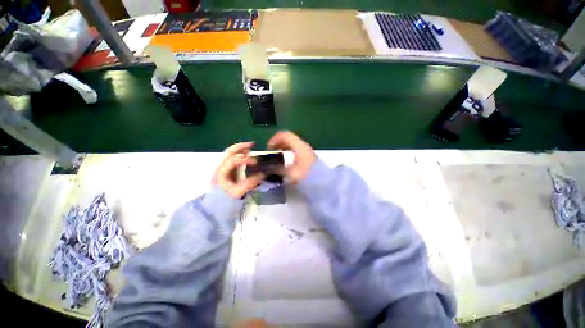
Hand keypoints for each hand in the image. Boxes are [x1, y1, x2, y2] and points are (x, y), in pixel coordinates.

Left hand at [214, 142, 263, 198]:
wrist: (217, 204)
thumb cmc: (226, 198)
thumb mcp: (238, 192)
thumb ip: (250, 183)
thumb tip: (262, 174)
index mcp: (222, 171)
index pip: (233, 160)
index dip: (245, 159)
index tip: (255, 162)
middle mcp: (222, 166)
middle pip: (230, 152)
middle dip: (241, 147)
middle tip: (252, 144)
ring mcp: (224, 167)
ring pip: (231, 153)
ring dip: (241, 149)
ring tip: (251, 148)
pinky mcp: (228, 169)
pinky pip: (234, 158)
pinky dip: (241, 154)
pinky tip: (248, 155)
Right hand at [267, 131, 315, 182]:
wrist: (323, 182)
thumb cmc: (307, 176)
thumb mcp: (290, 173)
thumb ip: (277, 169)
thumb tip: (266, 168)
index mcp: (299, 146)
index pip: (284, 135)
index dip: (274, 139)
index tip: (269, 149)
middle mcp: (303, 145)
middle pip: (288, 138)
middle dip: (277, 144)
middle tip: (271, 153)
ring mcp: (306, 150)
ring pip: (291, 144)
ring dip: (282, 148)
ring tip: (277, 158)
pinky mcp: (307, 156)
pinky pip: (295, 149)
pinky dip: (288, 152)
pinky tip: (286, 162)